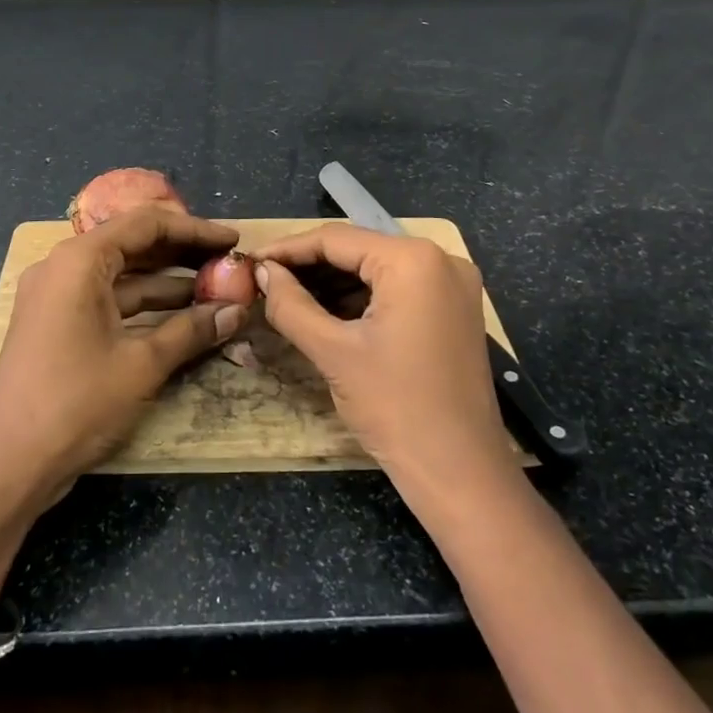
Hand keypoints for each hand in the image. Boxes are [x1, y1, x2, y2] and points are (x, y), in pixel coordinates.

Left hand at [0, 205, 246, 513]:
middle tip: (227, 263)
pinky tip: (180, 316)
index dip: (194, 229)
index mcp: (80, 260)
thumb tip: (236, 311)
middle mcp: (64, 266)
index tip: (232, 241)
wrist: (9, 463)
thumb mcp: (141, 363)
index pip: (145, 223)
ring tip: (214, 289)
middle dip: (182, 253)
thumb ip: (190, 330)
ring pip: (121, 274)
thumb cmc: (76, 402)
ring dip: (166, 281)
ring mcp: (56, 295)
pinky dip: (143, 305)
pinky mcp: (56, 323)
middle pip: (132, 243)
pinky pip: (107, 299)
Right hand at [254, 224, 513, 493]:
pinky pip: (397, 288)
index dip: (288, 249)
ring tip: (287, 296)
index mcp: (413, 260)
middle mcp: (440, 259)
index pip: (336, 239)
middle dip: (309, 266)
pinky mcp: (454, 310)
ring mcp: (452, 285)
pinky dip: (361, 298)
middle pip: (358, 250)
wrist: (461, 474)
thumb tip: (262, 271)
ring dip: (333, 282)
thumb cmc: (395, 408)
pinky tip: (326, 312)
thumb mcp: (333, 352)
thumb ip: (291, 304)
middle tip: (265, 281)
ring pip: (376, 269)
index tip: (251, 261)